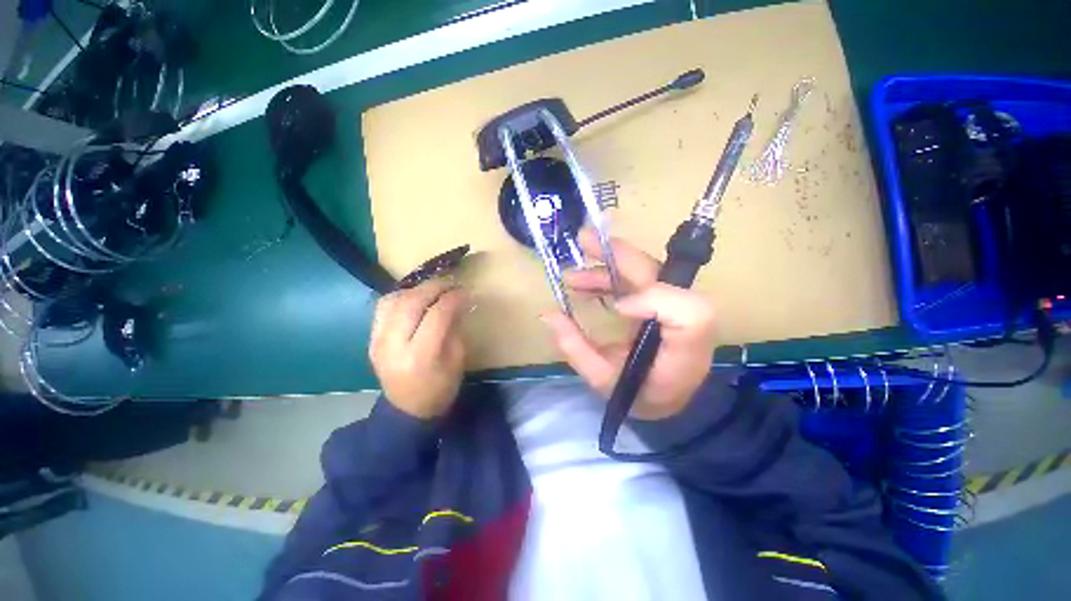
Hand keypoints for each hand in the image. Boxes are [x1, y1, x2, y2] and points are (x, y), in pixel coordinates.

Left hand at [369, 279, 467, 418]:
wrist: (407, 409)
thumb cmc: (440, 388)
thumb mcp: (457, 360)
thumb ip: (455, 329)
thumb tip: (457, 302)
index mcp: (421, 356)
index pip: (436, 315)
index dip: (452, 299)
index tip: (465, 291)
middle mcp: (394, 346)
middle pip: (411, 303)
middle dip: (434, 287)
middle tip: (451, 283)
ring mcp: (378, 341)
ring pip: (393, 301)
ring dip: (416, 289)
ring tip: (433, 289)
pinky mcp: (371, 338)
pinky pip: (383, 307)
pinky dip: (400, 296)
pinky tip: (415, 297)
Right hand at [541, 229, 718, 419]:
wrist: (667, 401)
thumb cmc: (639, 396)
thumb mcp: (603, 381)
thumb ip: (575, 348)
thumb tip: (548, 314)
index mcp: (684, 348)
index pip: (687, 311)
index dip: (652, 299)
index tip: (616, 308)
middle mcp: (687, 321)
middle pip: (661, 275)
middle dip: (619, 255)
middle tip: (582, 242)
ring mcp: (676, 306)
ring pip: (645, 271)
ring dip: (607, 266)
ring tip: (573, 275)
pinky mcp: (664, 301)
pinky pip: (637, 279)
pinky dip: (610, 276)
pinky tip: (587, 284)